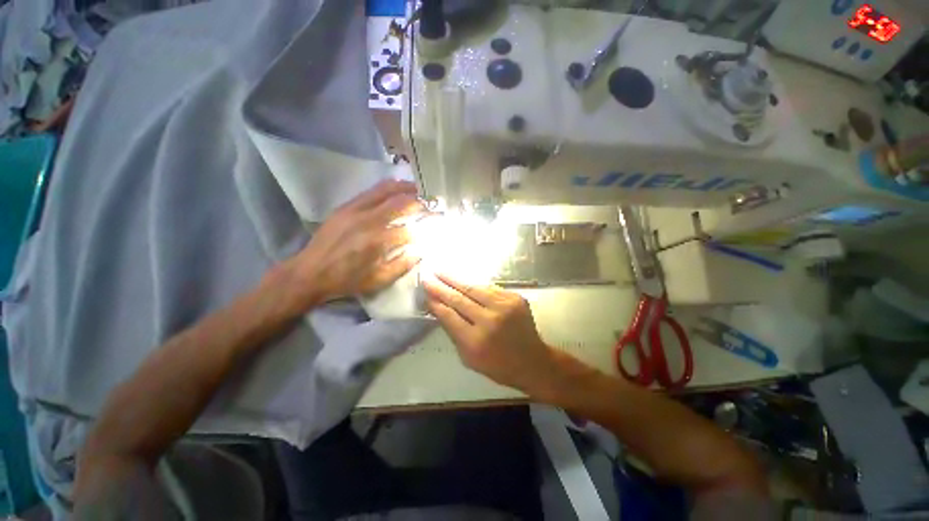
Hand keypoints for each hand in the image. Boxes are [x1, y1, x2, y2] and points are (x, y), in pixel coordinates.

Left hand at [287, 180, 423, 306]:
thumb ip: (403, 264)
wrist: (309, 272)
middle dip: (420, 202)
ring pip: (385, 191)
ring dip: (405, 188)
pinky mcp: (345, 206)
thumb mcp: (378, 280)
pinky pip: (371, 191)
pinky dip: (387, 187)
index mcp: (378, 242)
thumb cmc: (346, 280)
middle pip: (400, 203)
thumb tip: (421, 250)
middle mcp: (368, 221)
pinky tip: (396, 188)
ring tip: (418, 189)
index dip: (426, 225)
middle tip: (431, 203)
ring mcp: (355, 210)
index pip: (411, 228)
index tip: (437, 222)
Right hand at [423, 273, 557, 394]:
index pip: (449, 316)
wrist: (532, 361)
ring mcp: (505, 307)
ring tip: (441, 272)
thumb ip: (453, 333)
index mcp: (476, 341)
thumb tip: (439, 309)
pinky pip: (490, 288)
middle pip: (459, 299)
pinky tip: (464, 281)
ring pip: (474, 288)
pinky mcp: (515, 298)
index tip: (425, 292)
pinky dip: (475, 285)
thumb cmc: (497, 365)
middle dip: (441, 287)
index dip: (436, 302)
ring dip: (456, 280)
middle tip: (428, 277)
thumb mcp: (468, 358)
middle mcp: (490, 321)